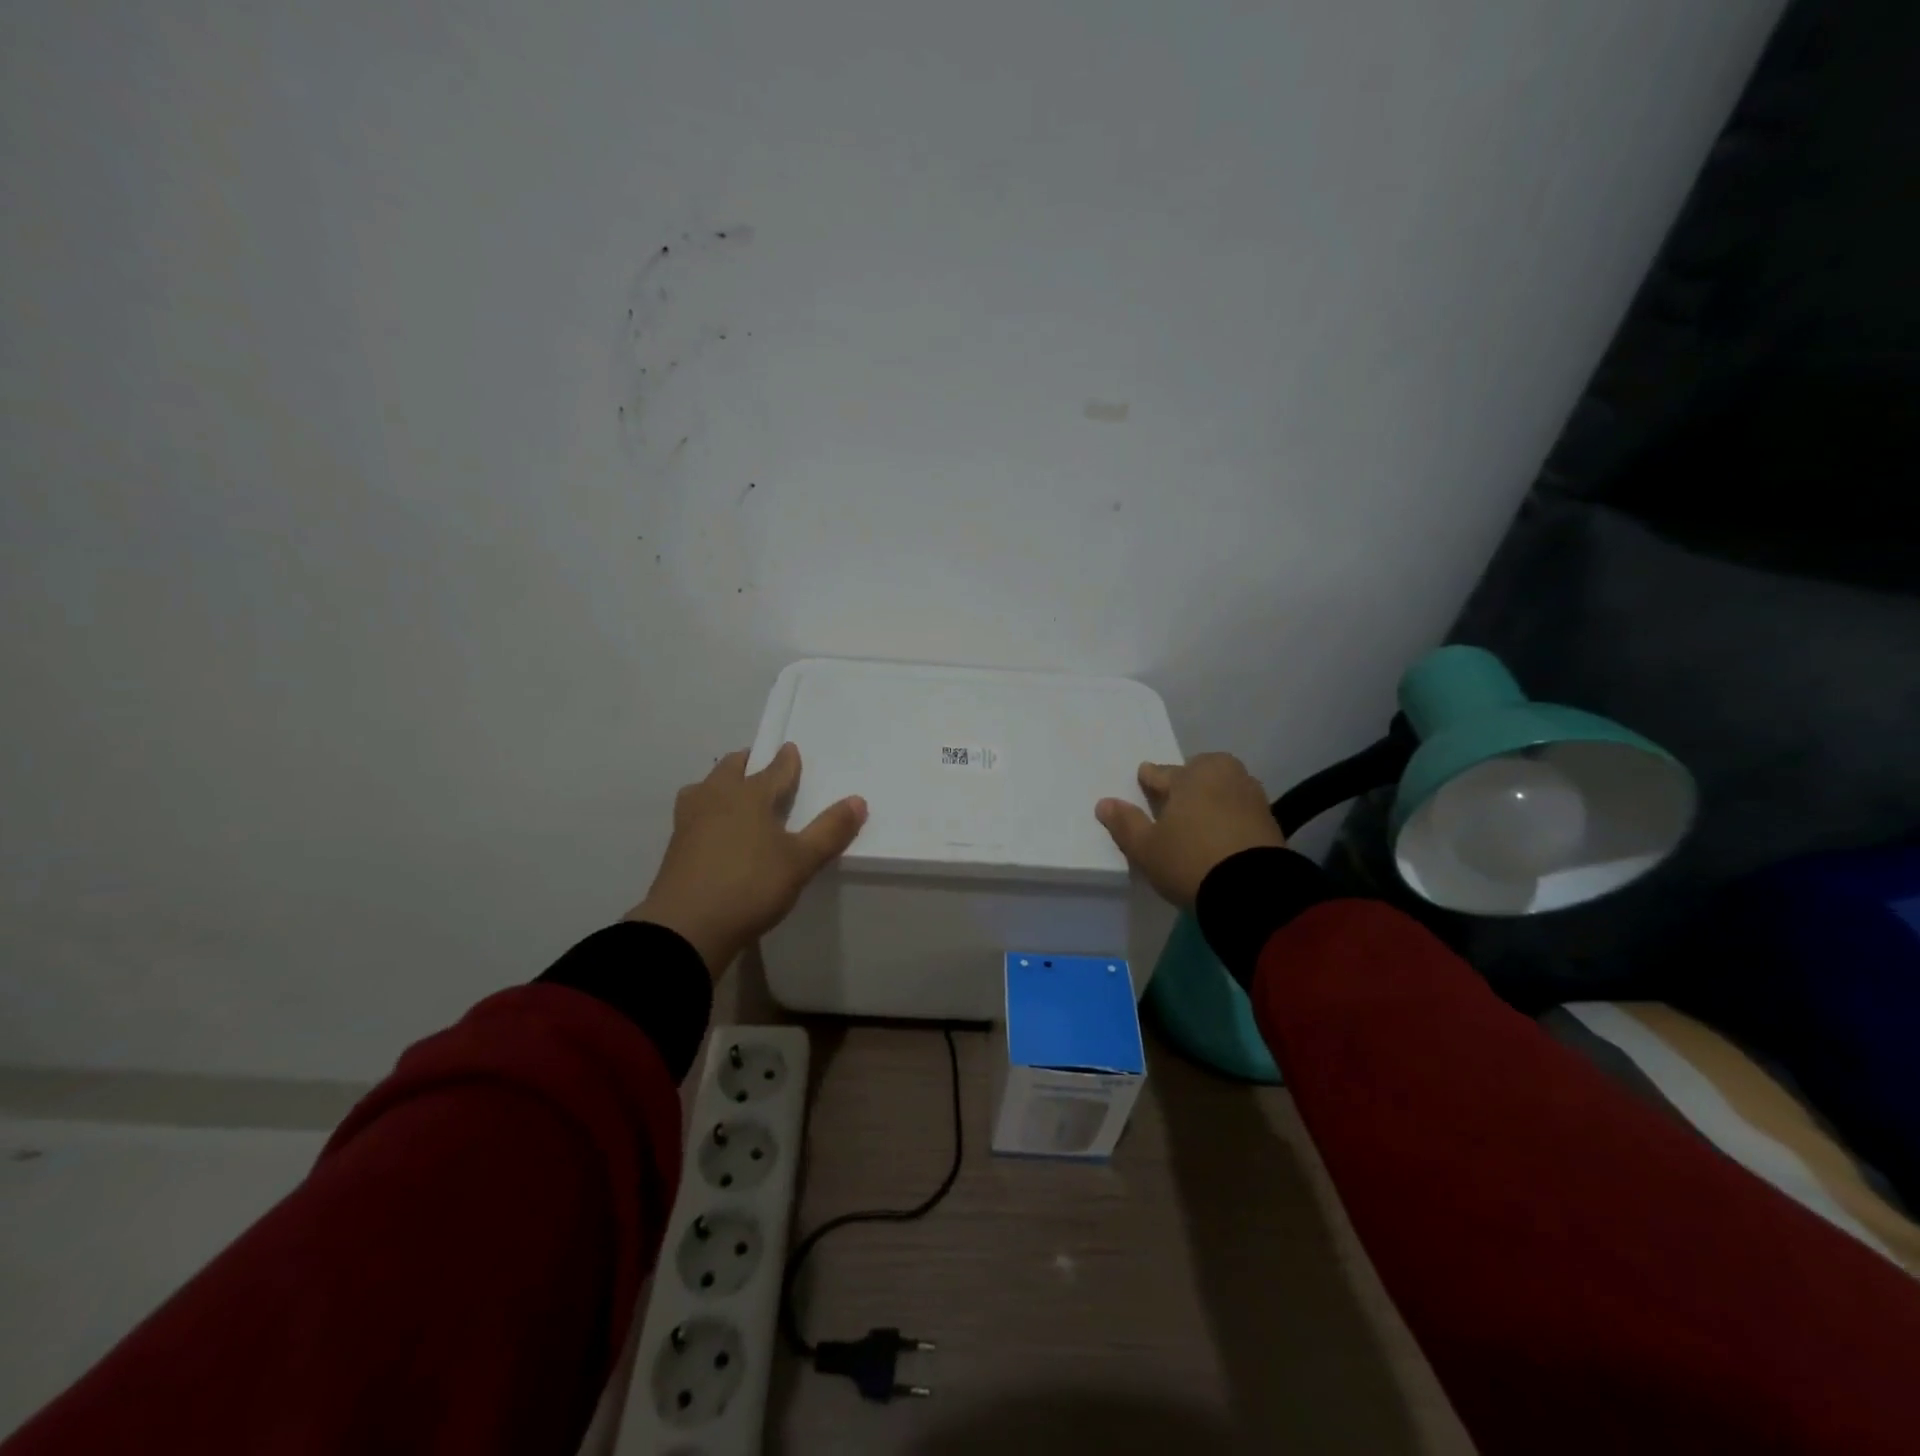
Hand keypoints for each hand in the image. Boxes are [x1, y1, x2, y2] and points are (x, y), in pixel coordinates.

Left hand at [628, 744, 866, 975]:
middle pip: (731, 768)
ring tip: (732, 791)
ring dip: (721, 782)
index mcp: (750, 795)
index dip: (786, 760)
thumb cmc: (751, 886)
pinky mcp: (675, 845)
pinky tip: (712, 825)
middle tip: (760, 764)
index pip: (774, 770)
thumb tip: (858, 800)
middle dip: (748, 762)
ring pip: (705, 786)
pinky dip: (706, 807)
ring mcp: (690, 820)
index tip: (790, 749)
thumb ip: (830, 830)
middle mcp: (717, 798)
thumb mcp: (801, 861)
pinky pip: (693, 810)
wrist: (687, 927)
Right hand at [1095, 753, 1284, 907]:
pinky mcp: (1271, 823)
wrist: (1253, 892)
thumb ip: (1125, 823)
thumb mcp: (1146, 847)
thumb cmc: (1190, 859)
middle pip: (1199, 774)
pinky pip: (1240, 811)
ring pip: (1223, 790)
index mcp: (1193, 775)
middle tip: (1173, 799)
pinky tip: (1219, 835)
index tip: (1144, 777)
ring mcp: (1252, 798)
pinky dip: (1229, 818)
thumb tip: (1105, 803)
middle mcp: (1225, 777)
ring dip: (1211, 799)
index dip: (1149, 779)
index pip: (1162, 773)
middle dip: (1187, 782)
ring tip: (1197, 819)